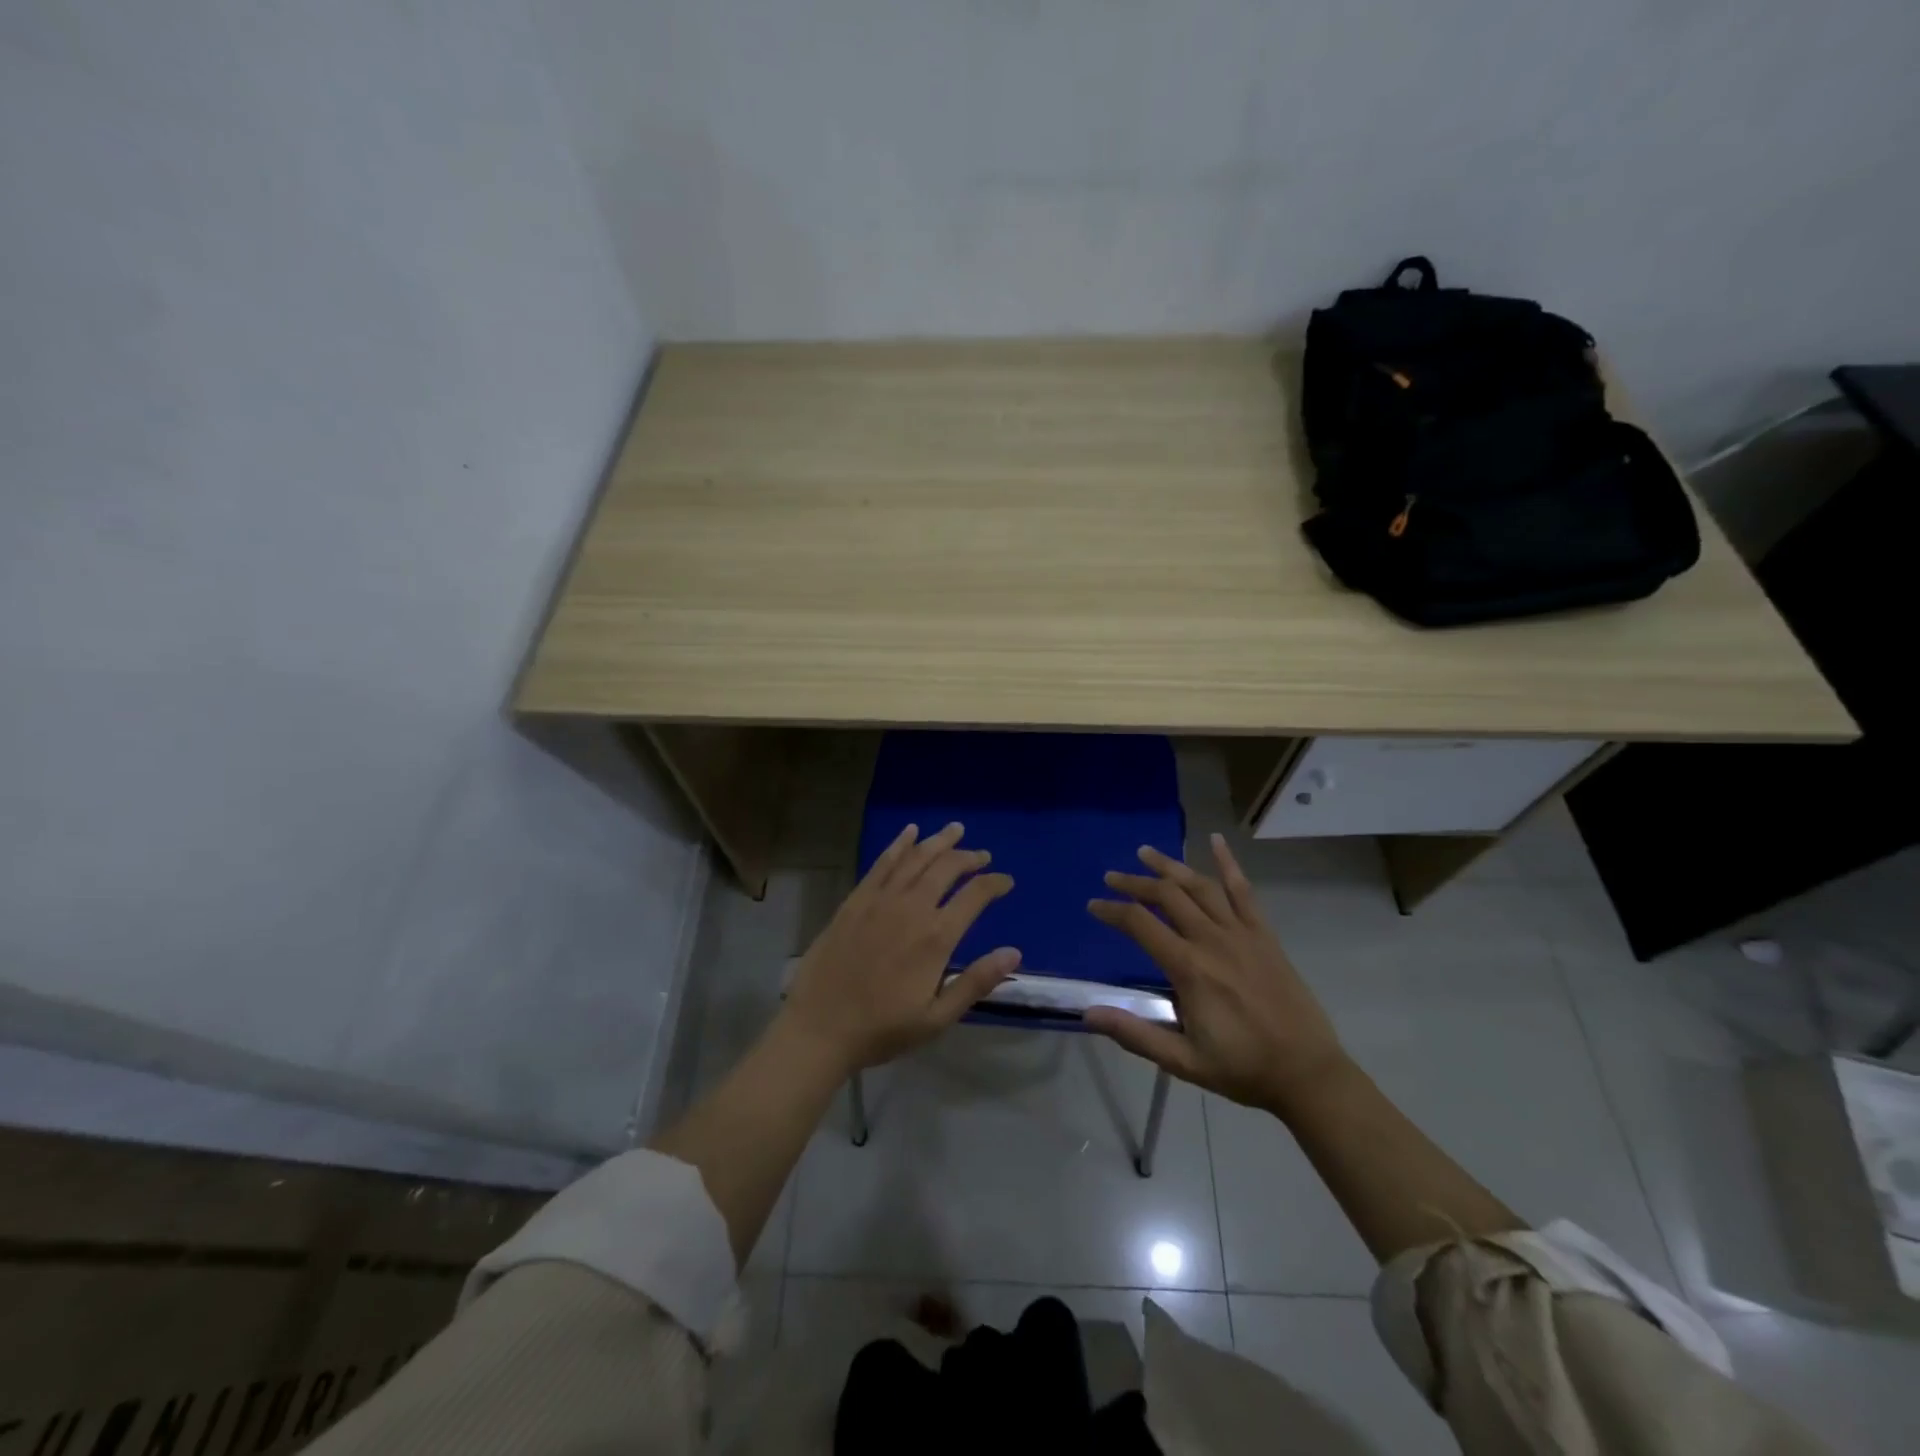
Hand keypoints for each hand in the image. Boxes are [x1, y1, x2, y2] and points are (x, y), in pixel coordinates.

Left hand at [780, 822, 1019, 1075]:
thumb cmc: (882, 1029)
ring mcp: (880, 899)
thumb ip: (976, 982)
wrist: (820, 1028)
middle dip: (969, 858)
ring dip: (939, 842)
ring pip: (916, 858)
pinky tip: (910, 832)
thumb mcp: (937, 1018)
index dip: (994, 884)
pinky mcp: (855, 900)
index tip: (1006, 881)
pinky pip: (882, 863)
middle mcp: (911, 908)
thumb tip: (1013, 951)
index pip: (974, 896)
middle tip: (983, 855)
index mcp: (936, 937)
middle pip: (947, 868)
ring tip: (956, 830)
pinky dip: (899, 844)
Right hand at [1084, 834, 1349, 1114]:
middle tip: (1111, 877)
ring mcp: (1242, 933)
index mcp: (1190, 969)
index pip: (1141, 924)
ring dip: (1170, 866)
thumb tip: (1089, 1013)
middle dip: (1135, 883)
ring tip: (1145, 853)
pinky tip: (1216, 840)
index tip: (1093, 905)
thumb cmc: (1242, 1068)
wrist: (1307, 1073)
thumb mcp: (1182, 1060)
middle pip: (1167, 895)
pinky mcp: (1264, 935)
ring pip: (1200, 886)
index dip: (1112, 911)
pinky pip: (1244, 891)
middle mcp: (1213, 940)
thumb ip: (1135, 1034)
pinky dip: (1229, 863)